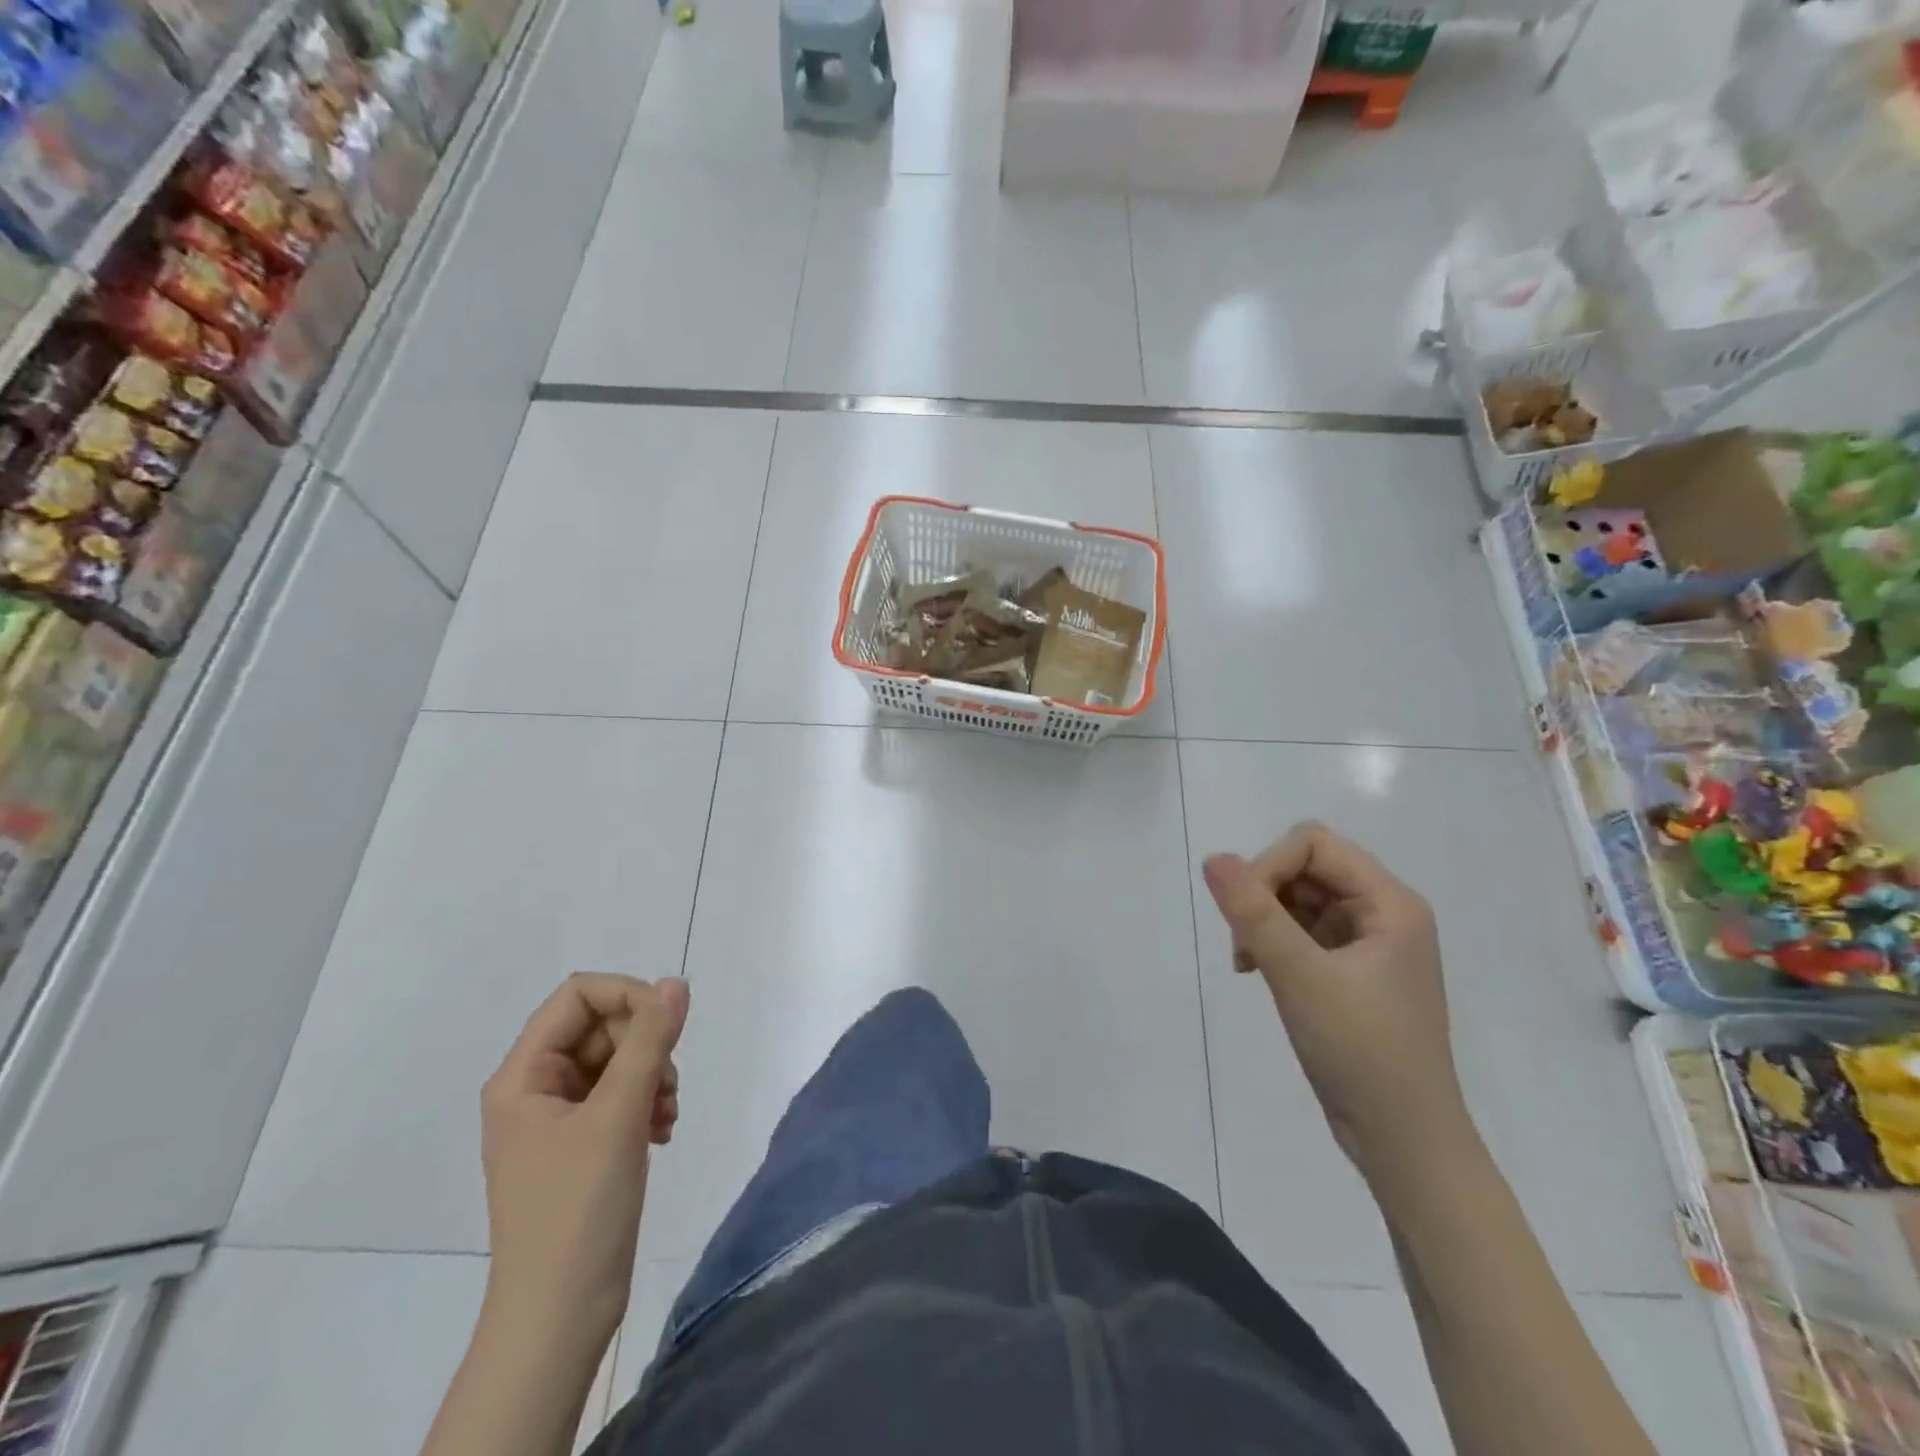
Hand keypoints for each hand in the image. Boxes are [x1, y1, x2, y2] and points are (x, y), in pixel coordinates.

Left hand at [479, 974, 689, 1344]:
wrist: (560, 1315)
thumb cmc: (578, 1208)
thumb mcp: (618, 1113)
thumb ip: (650, 1041)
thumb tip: (676, 984)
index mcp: (523, 1076)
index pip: (578, 996)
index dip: (628, 996)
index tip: (669, 1024)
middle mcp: (535, 1089)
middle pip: (601, 1027)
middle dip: (645, 1044)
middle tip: (668, 1083)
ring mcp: (558, 1119)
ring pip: (616, 1061)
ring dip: (652, 1075)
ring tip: (668, 1113)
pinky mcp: (581, 1145)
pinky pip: (620, 1096)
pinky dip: (647, 1103)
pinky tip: (662, 1132)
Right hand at [1203, 824, 1469, 1177]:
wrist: (1403, 1141)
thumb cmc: (1361, 1051)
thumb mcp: (1300, 975)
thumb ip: (1253, 912)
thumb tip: (1212, 858)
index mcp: (1390, 903)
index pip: (1313, 845)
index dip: (1269, 865)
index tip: (1245, 915)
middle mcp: (1383, 913)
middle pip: (1307, 868)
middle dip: (1264, 895)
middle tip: (1245, 944)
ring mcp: (1368, 944)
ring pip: (1299, 900)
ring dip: (1265, 921)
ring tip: (1250, 963)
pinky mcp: (1352, 972)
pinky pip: (1303, 932)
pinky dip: (1275, 943)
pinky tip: (1259, 972)